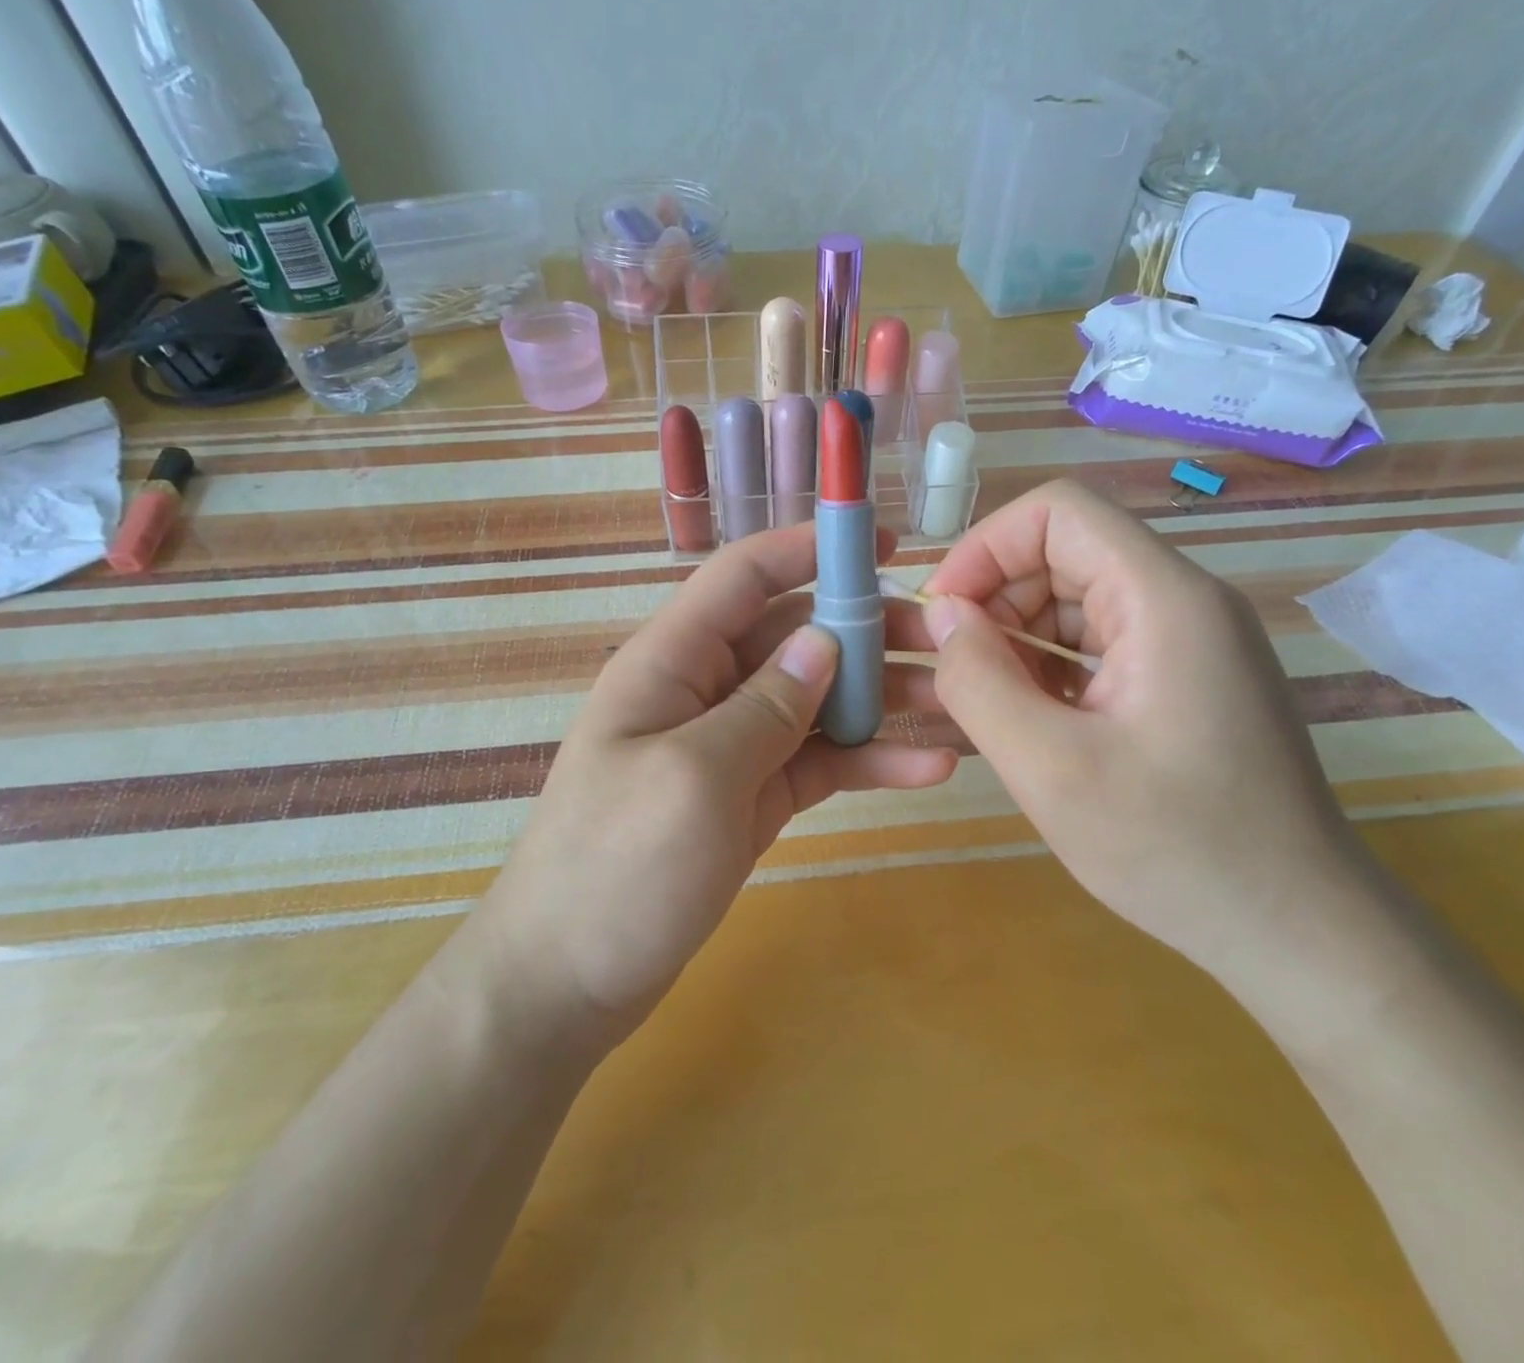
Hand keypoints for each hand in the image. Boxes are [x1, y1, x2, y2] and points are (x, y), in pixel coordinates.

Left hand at [478, 523, 956, 1049]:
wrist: (569, 982)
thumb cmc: (616, 868)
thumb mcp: (694, 777)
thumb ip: (764, 705)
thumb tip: (823, 642)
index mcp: (672, 661)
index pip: (744, 577)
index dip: (809, 548)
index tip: (884, 542)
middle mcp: (705, 690)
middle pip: (795, 637)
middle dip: (869, 631)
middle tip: (947, 643)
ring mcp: (733, 746)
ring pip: (816, 700)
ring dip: (880, 698)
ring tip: (955, 704)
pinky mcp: (754, 796)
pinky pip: (817, 761)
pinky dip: (867, 760)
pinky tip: (926, 769)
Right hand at [919, 480, 1365, 977]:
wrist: (1295, 930)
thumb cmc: (1176, 849)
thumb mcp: (1050, 769)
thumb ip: (979, 681)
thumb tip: (944, 616)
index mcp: (1164, 600)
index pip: (1059, 512)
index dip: (986, 547)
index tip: (943, 612)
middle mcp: (1183, 602)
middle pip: (1065, 553)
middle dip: (996, 599)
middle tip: (957, 672)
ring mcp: (1189, 641)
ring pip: (1076, 600)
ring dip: (1018, 639)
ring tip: (989, 705)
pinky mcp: (1184, 680)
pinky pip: (1097, 644)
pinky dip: (1049, 669)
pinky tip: (1032, 723)